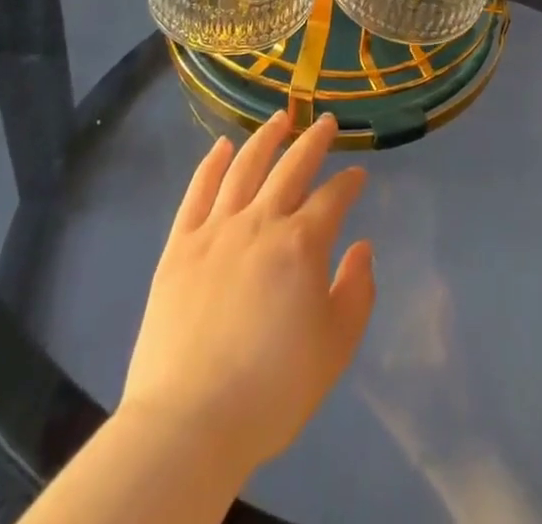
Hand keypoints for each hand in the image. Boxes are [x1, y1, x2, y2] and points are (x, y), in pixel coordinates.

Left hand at [118, 113, 374, 478]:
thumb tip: (362, 246)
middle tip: (325, 121)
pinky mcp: (180, 246)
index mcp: (301, 243)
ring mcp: (216, 229)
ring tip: (279, 118)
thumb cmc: (272, 390)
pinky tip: (221, 146)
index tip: (359, 174)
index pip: (333, 197)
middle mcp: (260, 221)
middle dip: (313, 140)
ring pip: (245, 167)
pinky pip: (197, 192)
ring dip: (265, 138)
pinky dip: (211, 164)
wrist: (189, 423)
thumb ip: (357, 291)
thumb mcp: (336, 348)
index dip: (349, 182)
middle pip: (291, 167)